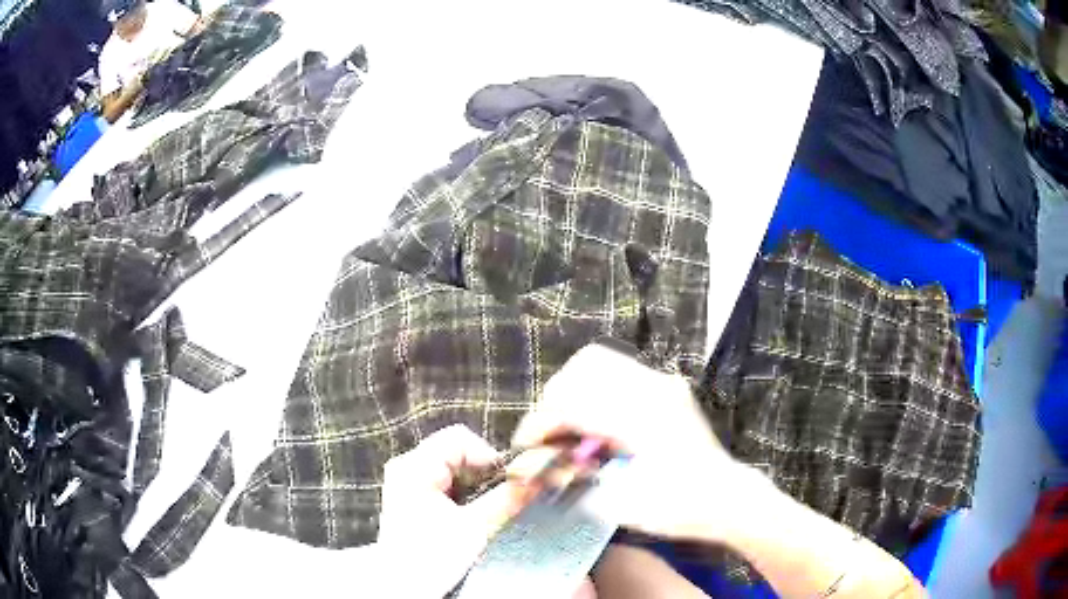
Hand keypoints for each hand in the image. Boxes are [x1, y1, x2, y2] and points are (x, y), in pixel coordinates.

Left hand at [377, 425, 517, 596]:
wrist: (402, 585)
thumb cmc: (429, 559)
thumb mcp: (476, 529)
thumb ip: (508, 500)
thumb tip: (538, 480)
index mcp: (415, 467)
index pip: (459, 438)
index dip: (488, 455)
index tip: (508, 480)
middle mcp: (407, 467)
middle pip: (456, 450)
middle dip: (482, 473)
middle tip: (499, 497)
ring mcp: (408, 481)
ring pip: (453, 467)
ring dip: (474, 485)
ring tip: (481, 510)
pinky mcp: (412, 495)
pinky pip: (445, 481)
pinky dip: (463, 493)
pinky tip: (467, 514)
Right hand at [512, 343, 771, 543]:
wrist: (726, 498)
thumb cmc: (678, 509)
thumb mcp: (620, 503)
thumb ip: (576, 476)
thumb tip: (543, 459)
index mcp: (641, 418)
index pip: (572, 400)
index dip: (541, 421)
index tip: (527, 444)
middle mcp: (653, 389)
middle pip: (584, 367)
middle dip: (556, 398)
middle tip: (550, 433)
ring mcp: (664, 383)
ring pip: (600, 362)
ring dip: (574, 390)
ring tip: (569, 425)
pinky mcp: (668, 387)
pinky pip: (618, 371)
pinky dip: (595, 390)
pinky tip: (595, 422)